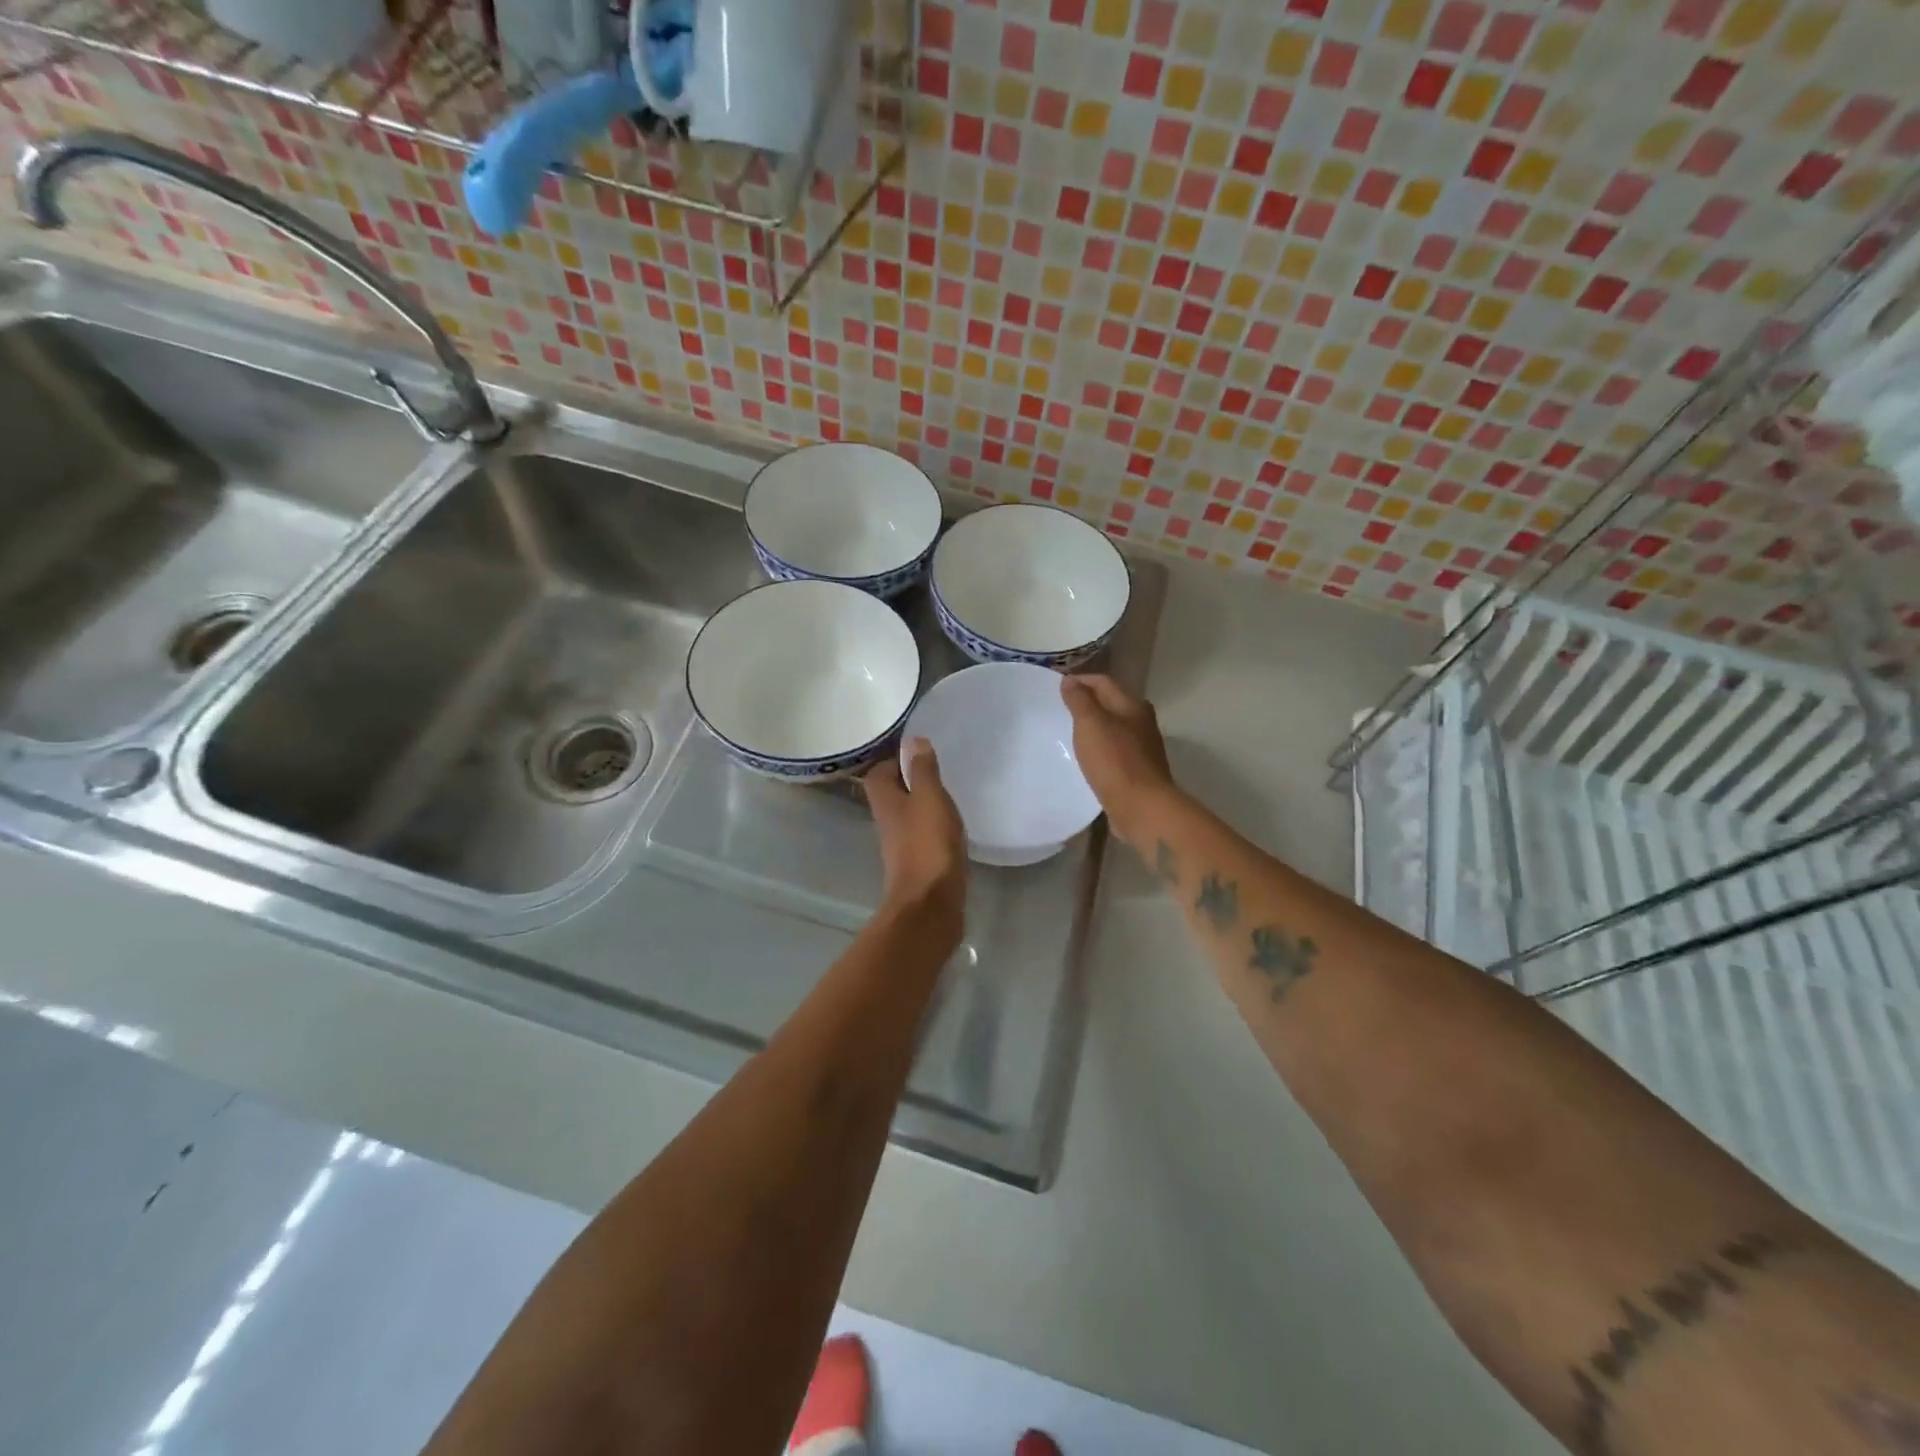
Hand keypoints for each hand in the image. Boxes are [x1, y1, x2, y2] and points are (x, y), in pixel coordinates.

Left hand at [864, 738, 966, 934]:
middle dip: (911, 781)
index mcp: (884, 800)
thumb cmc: (927, 843)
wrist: (930, 903)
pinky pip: (923, 834)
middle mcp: (887, 820)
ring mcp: (901, 844)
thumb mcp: (929, 797)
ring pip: (909, 814)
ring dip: (924, 804)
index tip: (920, 754)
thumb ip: (922, 769)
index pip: (878, 772)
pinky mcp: (918, 862)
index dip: (895, 760)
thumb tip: (912, 740)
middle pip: (892, 793)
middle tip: (939, 771)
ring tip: (949, 795)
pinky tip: (953, 826)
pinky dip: (935, 827)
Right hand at [1061, 674, 1175, 848]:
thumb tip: (1070, 681)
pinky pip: (1113, 751)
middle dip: (1086, 703)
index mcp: (1133, 705)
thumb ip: (1079, 700)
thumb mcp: (1090, 724)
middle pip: (1110, 704)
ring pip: (1112, 728)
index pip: (1103, 682)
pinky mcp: (1137, 771)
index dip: (1079, 681)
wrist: (1141, 807)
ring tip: (1067, 732)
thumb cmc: (1114, 761)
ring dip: (1092, 727)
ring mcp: (1142, 748)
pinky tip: (1085, 758)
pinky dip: (1098, 748)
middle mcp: (1141, 722)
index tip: (1055, 686)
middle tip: (1058, 709)